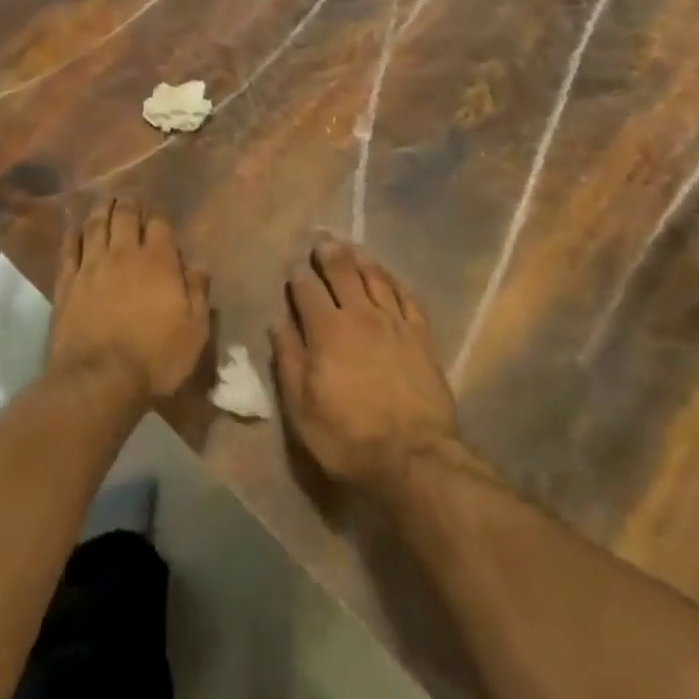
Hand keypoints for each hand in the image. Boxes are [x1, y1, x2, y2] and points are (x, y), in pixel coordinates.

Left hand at [48, 198, 209, 402]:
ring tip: (105, 202)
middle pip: (125, 217)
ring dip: (102, 210)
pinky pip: (69, 249)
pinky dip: (73, 234)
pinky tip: (75, 227)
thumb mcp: (194, 332)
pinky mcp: (67, 283)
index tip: (158, 218)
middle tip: (129, 198)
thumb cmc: (155, 358)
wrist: (99, 380)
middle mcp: (124, 255)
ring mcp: (92, 266)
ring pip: (96, 226)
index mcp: (158, 262)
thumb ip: (198, 294)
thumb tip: (199, 267)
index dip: (159, 219)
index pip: (160, 226)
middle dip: (129, 204)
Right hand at [272, 236, 461, 493]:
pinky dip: (394, 280)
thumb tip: (277, 321)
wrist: (414, 457)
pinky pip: (407, 296)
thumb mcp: (301, 407)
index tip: (292, 268)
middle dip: (328, 254)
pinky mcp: (421, 335)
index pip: (307, 289)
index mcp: (327, 330)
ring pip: (375, 277)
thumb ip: (288, 359)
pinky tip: (387, 275)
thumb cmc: (348, 437)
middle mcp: (360, 315)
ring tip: (350, 248)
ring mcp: (395, 322)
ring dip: (360, 259)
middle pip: (343, 272)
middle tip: (321, 241)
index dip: (297, 275)